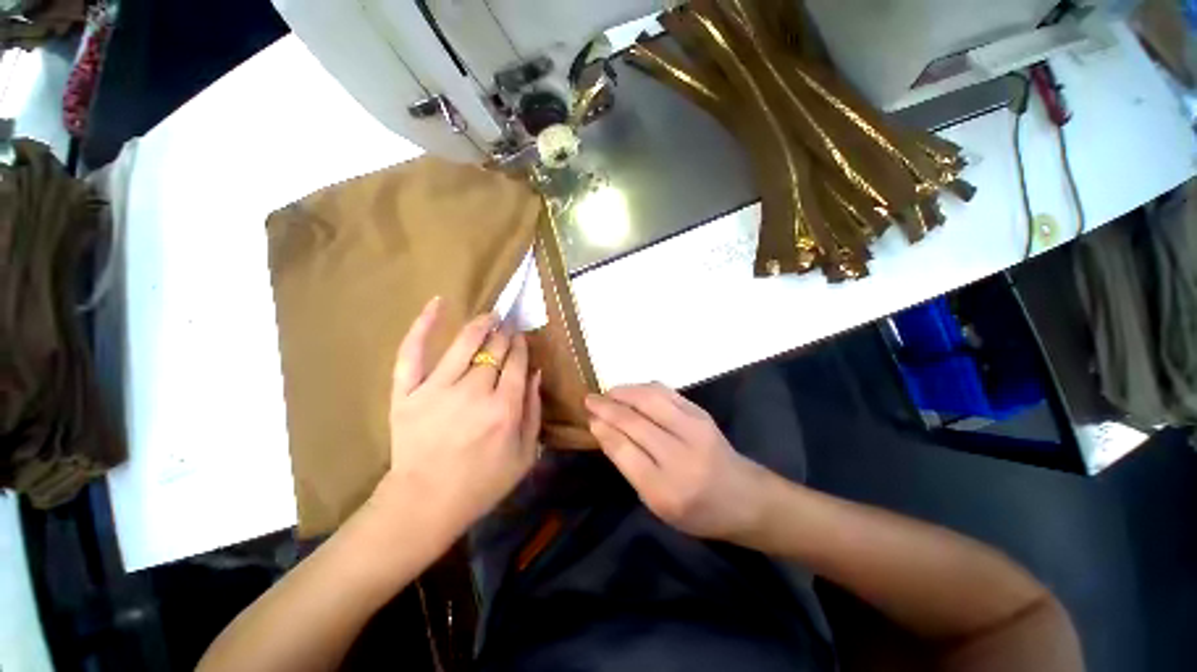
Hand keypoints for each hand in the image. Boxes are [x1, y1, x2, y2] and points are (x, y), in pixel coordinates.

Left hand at [376, 297, 541, 535]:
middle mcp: (474, 392)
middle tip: (509, 327)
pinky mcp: (407, 393)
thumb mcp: (525, 455)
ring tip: (490, 316)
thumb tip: (536, 373)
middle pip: (495, 351)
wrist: (425, 503)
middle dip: (505, 336)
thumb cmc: (482, 483)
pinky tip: (437, 303)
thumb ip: (535, 411)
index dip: (521, 347)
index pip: (517, 363)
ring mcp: (437, 390)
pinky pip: (412, 352)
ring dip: (481, 325)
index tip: (522, 338)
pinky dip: (423, 326)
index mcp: (505, 409)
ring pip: (465, 344)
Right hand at [585, 383, 773, 540]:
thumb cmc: (696, 510)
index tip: (589, 417)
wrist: (744, 497)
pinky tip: (632, 391)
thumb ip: (630, 467)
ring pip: (650, 399)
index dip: (603, 429)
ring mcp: (695, 429)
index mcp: (665, 490)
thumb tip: (604, 430)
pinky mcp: (701, 413)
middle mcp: (680, 456)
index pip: (624, 450)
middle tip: (590, 400)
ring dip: (624, 391)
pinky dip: (644, 388)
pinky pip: (666, 393)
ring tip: (608, 393)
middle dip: (607, 407)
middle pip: (635, 421)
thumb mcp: (657, 504)